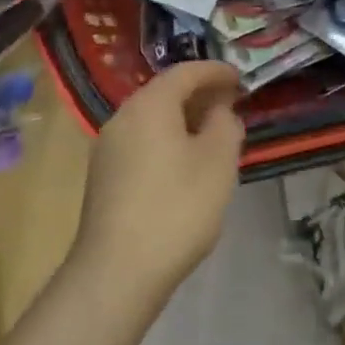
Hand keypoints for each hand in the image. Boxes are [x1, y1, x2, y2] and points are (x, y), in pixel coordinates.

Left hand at [73, 61, 245, 301]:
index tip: (240, 78)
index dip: (216, 71)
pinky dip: (167, 139)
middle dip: (200, 94)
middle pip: (165, 92)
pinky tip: (185, 163)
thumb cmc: (176, 208)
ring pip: (151, 119)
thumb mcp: (218, 162)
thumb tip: (220, 111)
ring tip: (212, 133)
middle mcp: (122, 117)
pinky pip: (141, 141)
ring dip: (183, 118)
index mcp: (149, 105)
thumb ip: (225, 125)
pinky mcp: (103, 176)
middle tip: (231, 103)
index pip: (185, 72)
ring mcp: (107, 148)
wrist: (117, 272)